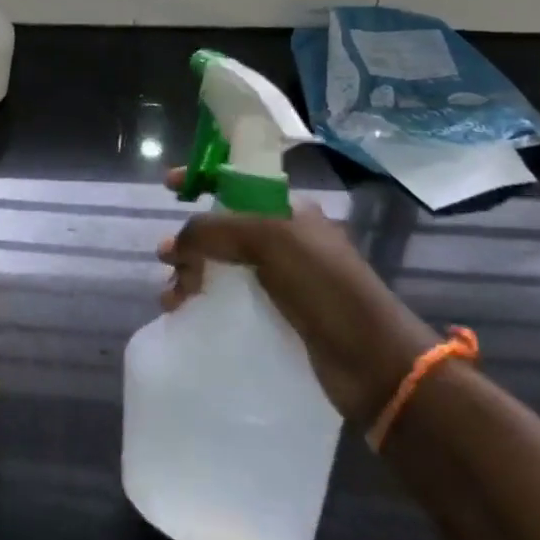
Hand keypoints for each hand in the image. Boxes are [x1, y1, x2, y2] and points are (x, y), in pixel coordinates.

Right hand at [157, 174, 437, 423]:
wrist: (373, 362)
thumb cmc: (324, 287)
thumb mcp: (267, 239)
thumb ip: (214, 229)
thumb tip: (175, 246)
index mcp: (287, 209)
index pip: (236, 181)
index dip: (202, 178)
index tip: (169, 184)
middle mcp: (282, 239)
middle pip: (221, 227)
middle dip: (189, 239)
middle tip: (167, 259)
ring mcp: (279, 278)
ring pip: (219, 264)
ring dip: (188, 273)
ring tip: (173, 297)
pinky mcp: (275, 314)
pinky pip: (227, 296)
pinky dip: (201, 299)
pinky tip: (185, 311)